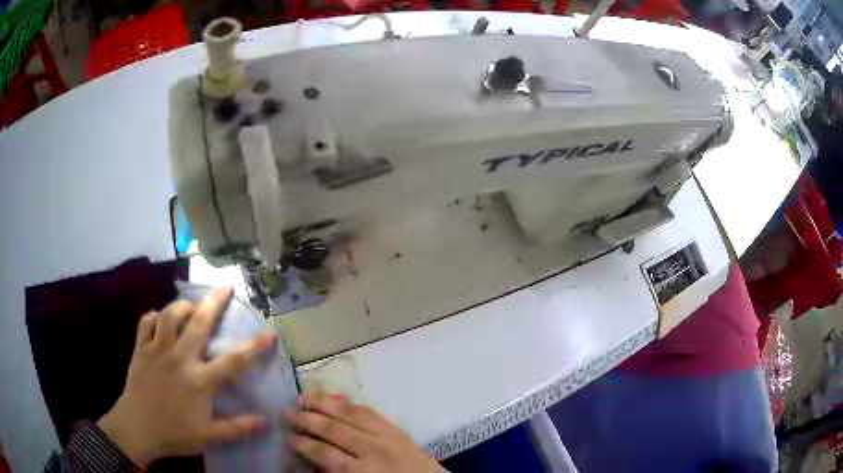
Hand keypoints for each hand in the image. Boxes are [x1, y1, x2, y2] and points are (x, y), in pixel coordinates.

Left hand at [97, 287, 275, 468]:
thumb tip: (265, 421)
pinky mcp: (140, 349)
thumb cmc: (174, 434)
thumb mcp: (209, 437)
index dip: (253, 347)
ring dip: (183, 305)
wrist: (136, 429)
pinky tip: (160, 320)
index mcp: (199, 380)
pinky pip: (146, 322)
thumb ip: (237, 428)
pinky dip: (155, 316)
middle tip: (225, 287)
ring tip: (192, 305)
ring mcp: (157, 350)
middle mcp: (179, 358)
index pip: (232, 361)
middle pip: (198, 323)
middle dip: (214, 303)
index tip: (269, 333)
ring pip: (170, 315)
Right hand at [285, 393, 442, 472]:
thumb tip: (309, 461)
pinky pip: (371, 412)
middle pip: (333, 429)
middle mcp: (373, 450)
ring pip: (350, 414)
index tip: (287, 437)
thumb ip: (334, 472)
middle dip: (307, 419)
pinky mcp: (399, 430)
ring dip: (324, 404)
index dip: (302, 444)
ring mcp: (389, 436)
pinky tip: (337, 399)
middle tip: (286, 412)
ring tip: (304, 396)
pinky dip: (351, 404)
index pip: (324, 453)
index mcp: (361, 471)